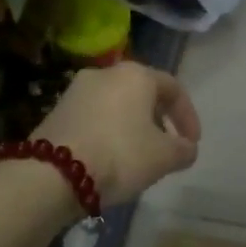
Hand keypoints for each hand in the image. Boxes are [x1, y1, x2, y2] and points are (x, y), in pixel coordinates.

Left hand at [33, 62, 200, 205]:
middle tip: (167, 148)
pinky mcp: (56, 111)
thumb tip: (186, 148)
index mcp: (136, 75)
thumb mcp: (164, 158)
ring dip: (133, 127)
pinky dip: (109, 133)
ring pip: (117, 105)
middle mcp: (105, 73)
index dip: (188, 116)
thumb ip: (184, 150)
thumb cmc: (120, 155)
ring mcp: (76, 90)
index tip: (192, 143)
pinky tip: (110, 158)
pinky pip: (94, 117)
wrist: (53, 173)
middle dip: (159, 121)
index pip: (173, 89)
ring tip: (139, 156)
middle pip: (143, 94)